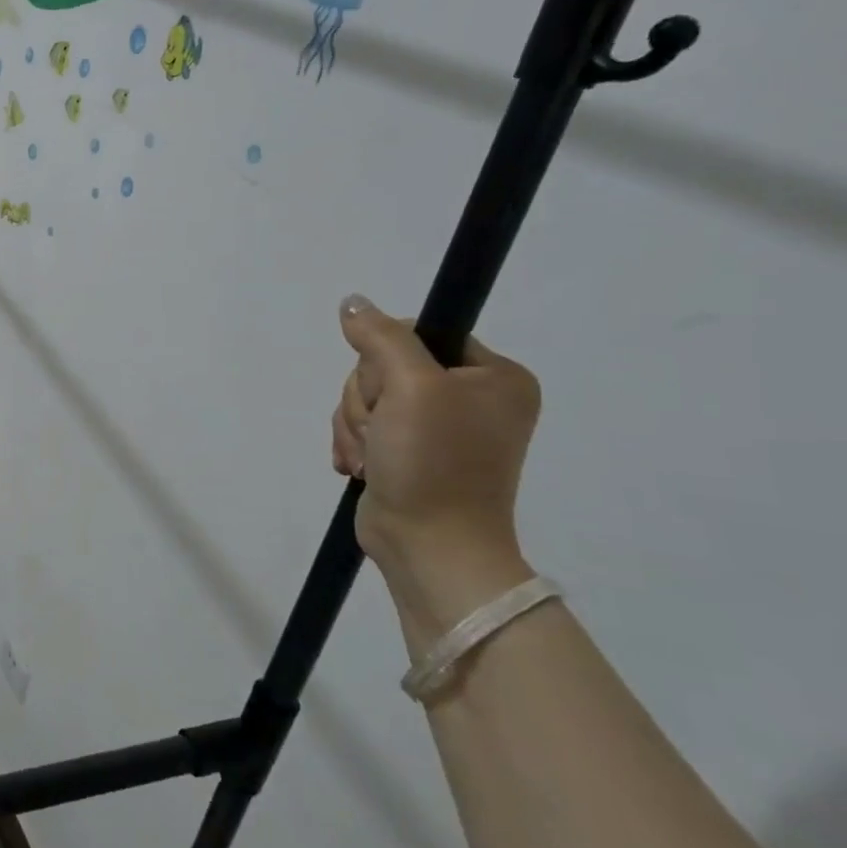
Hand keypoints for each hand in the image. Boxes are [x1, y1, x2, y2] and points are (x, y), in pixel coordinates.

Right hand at [331, 295, 540, 579]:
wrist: (429, 545)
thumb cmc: (434, 462)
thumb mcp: (410, 387)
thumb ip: (381, 337)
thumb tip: (352, 302)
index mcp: (494, 377)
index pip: (419, 334)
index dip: (386, 358)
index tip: (390, 392)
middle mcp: (470, 398)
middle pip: (384, 367)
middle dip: (366, 401)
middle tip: (381, 432)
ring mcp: (438, 428)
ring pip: (367, 398)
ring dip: (355, 426)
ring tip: (370, 458)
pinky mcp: (408, 452)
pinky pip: (364, 426)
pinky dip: (354, 444)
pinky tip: (361, 467)